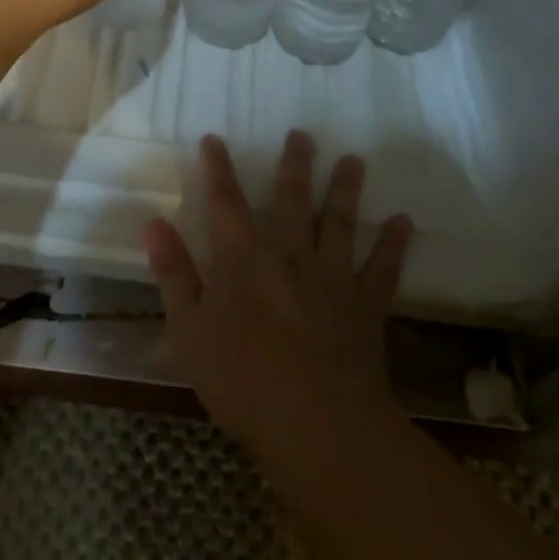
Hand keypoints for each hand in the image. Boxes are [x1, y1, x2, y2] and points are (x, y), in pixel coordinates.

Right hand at [145, 131, 412, 455]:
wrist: (317, 425)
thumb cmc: (242, 381)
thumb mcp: (189, 331)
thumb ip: (174, 274)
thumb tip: (153, 224)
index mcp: (243, 259)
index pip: (226, 202)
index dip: (219, 168)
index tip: (215, 138)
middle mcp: (290, 255)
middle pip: (292, 200)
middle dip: (295, 165)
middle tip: (303, 134)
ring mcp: (333, 277)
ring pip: (340, 222)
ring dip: (346, 189)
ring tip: (354, 160)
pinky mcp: (366, 305)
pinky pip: (384, 268)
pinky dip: (394, 244)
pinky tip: (404, 221)